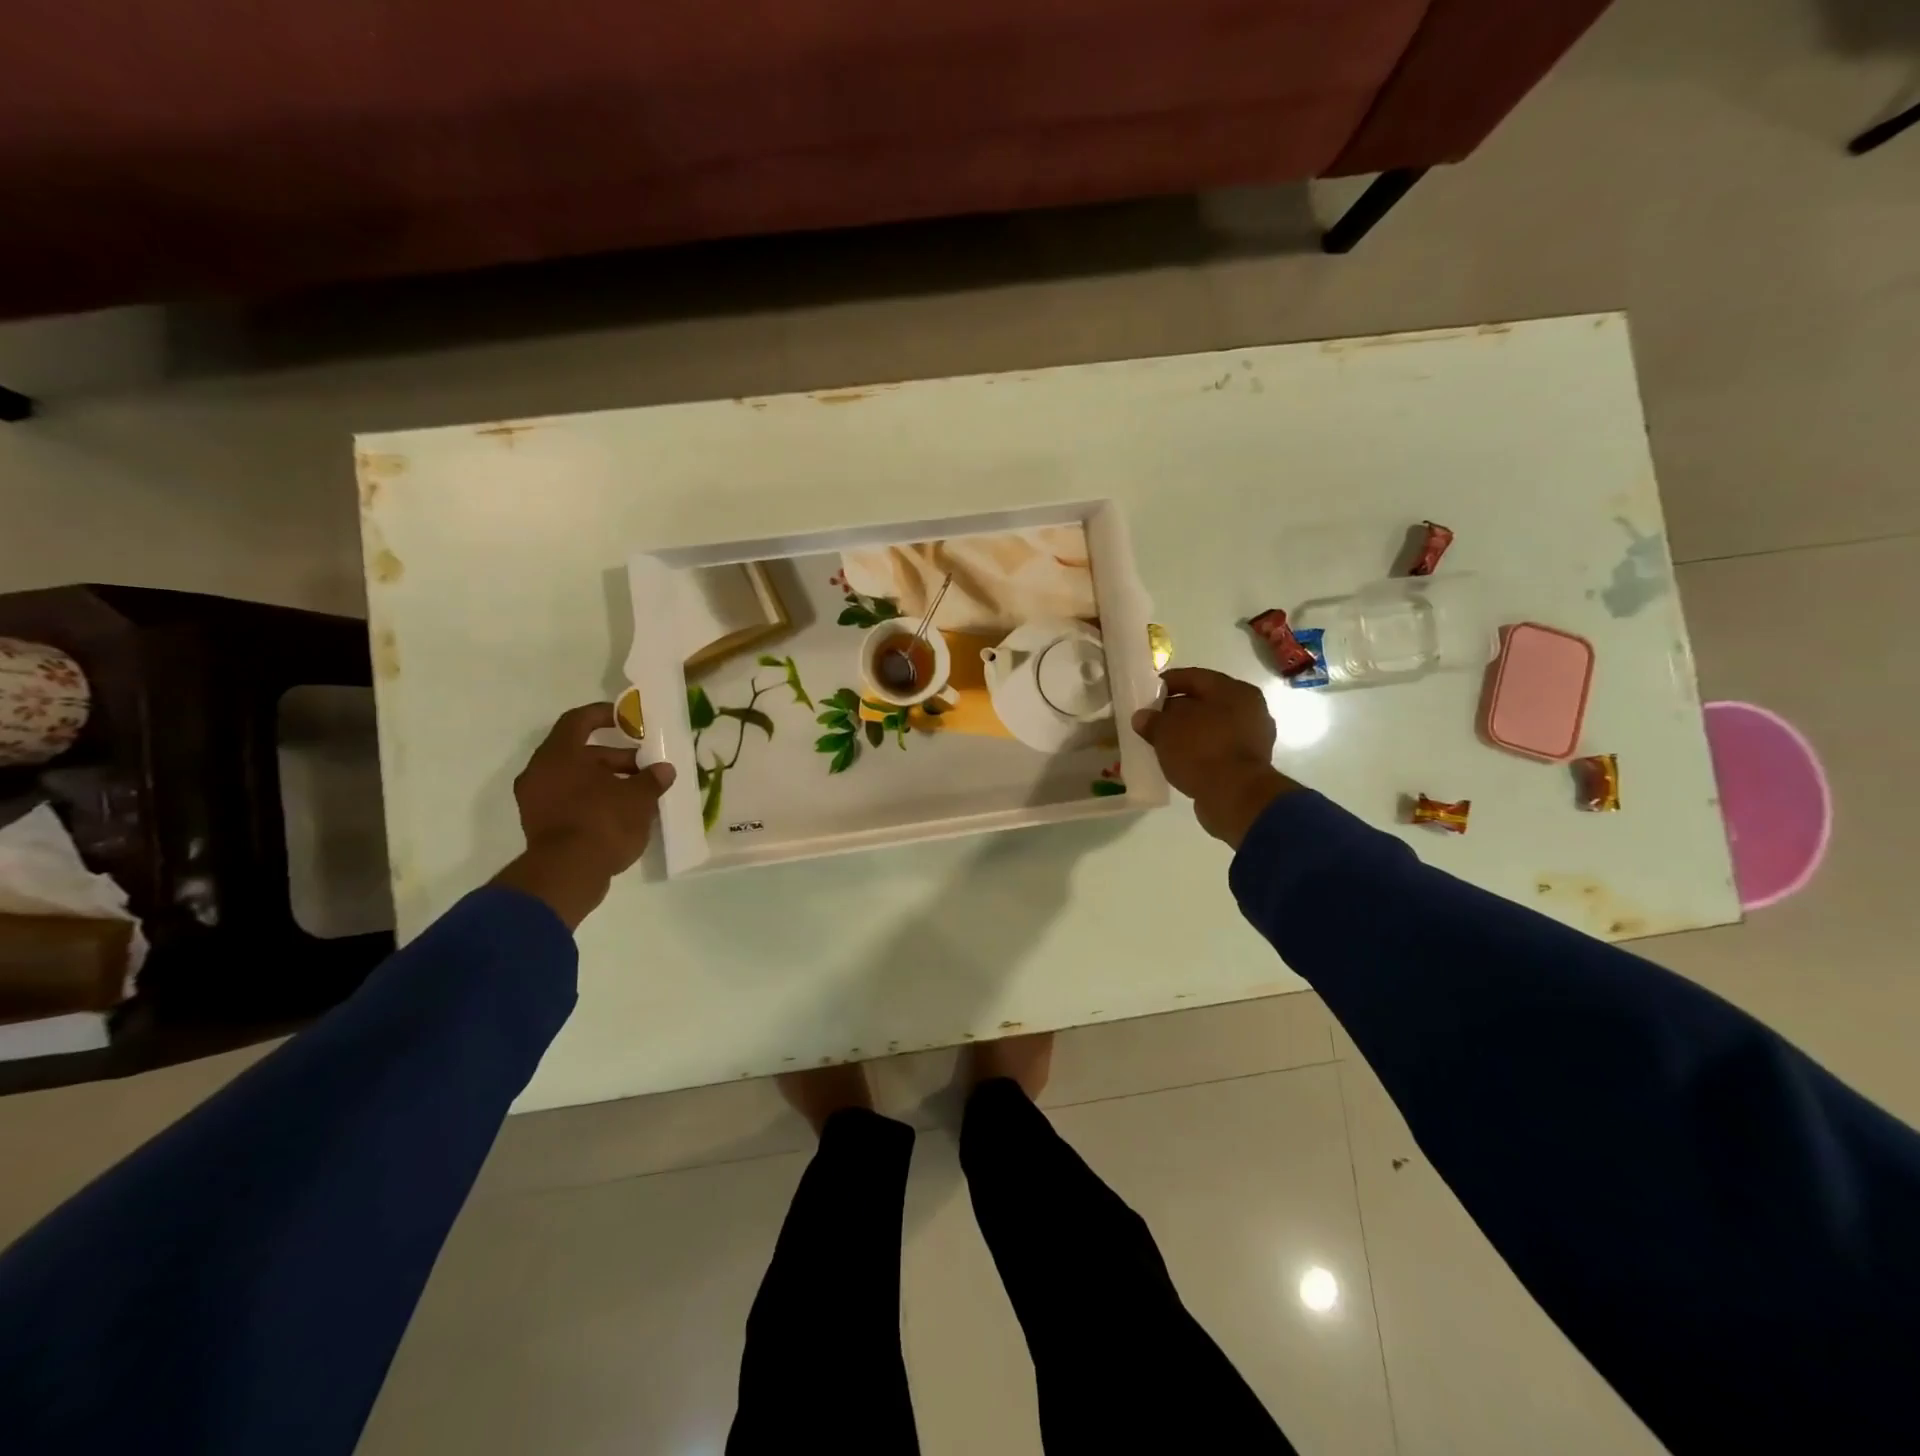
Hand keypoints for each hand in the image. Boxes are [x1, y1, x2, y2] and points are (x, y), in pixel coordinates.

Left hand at [490, 703, 676, 928]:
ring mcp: (537, 800)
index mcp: (559, 755)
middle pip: (580, 753)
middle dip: (615, 757)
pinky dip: (594, 799)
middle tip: (646, 766)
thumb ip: (651, 779)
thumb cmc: (603, 822)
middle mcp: (541, 772)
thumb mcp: (638, 798)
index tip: (626, 719)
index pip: (578, 720)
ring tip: (640, 791)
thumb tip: (664, 770)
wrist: (568, 873)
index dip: (603, 715)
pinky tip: (623, 811)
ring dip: (607, 780)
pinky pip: (570, 800)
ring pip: (576, 778)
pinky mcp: (541, 825)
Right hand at [1130, 667, 1296, 847]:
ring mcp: (1254, 737)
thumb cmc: (1201, 750)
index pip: (1194, 677)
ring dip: (1189, 732)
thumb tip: (1143, 717)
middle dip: (1178, 710)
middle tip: (1153, 720)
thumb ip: (1152, 720)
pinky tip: (1181, 759)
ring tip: (1164, 742)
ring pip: (1212, 727)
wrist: (1235, 796)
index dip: (1167, 683)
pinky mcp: (1250, 763)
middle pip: (1205, 702)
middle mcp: (1250, 708)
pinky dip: (1200, 751)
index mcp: (1234, 690)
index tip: (1146, 693)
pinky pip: (1218, 748)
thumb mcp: (1165, 731)